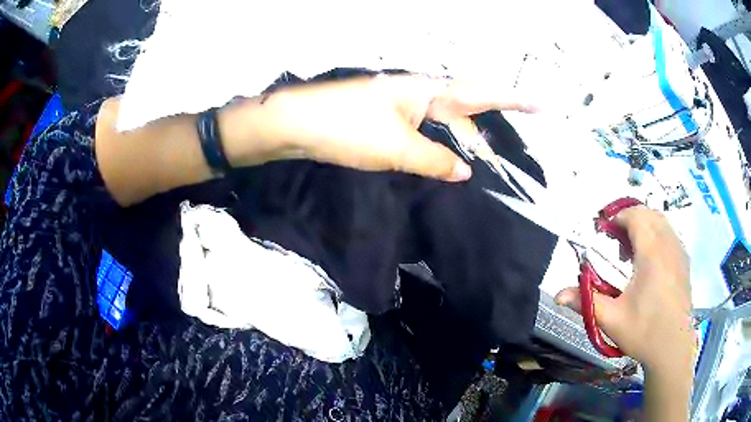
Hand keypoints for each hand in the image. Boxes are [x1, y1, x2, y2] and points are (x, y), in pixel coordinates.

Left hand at [220, 75, 534, 181]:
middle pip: (462, 112)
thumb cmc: (347, 127)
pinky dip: (434, 147)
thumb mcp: (397, 148)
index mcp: (426, 90)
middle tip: (497, 163)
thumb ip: (436, 160)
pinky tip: (439, 163)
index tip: (541, 104)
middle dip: (481, 134)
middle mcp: (417, 93)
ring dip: (456, 144)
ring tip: (473, 168)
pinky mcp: (385, 119)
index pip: (479, 93)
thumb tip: (466, 170)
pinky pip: (421, 131)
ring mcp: (400, 105)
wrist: (296, 123)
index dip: (512, 100)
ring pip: (441, 124)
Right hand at [555, 206, 693, 373]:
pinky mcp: (685, 262)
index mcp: (651, 253)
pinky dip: (658, 236)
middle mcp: (668, 245)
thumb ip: (585, 302)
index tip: (605, 233)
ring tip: (632, 252)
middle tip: (617, 243)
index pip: (636, 215)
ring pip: (662, 222)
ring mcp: (679, 252)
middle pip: (649, 214)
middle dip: (631, 219)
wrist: (673, 349)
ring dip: (645, 226)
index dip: (618, 218)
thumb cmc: (644, 332)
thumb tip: (558, 295)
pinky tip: (650, 262)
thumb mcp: (611, 319)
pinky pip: (670, 235)